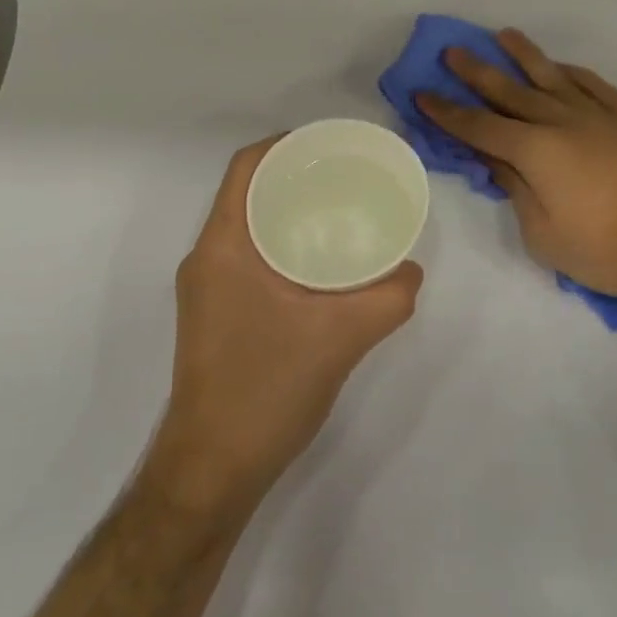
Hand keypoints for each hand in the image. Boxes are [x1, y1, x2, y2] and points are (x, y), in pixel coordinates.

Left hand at [144, 136, 422, 521]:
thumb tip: (412, 270)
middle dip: (294, 177)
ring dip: (287, 212)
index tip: (330, 145)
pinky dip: (280, 245)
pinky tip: (319, 265)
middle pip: (248, 192)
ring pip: (247, 227)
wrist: (211, 471)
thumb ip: (388, 298)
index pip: (246, 167)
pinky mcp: (213, 315)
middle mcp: (206, 258)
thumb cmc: (265, 390)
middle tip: (346, 177)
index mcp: (222, 246)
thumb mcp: (341, 338)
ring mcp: (205, 289)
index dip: (285, 144)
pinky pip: (247, 257)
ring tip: (338, 213)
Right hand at [416, 29, 616, 312]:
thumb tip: (495, 159)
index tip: (422, 93)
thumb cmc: (607, 250)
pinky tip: (559, 66)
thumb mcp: (543, 234)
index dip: (446, 111)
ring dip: (522, 55)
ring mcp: (598, 114)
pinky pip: (592, 83)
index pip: (478, 126)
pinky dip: (569, 71)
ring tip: (502, 36)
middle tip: (451, 51)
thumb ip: (515, 189)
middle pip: (509, 91)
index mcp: (535, 151)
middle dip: (475, 71)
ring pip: (551, 76)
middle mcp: (561, 120)